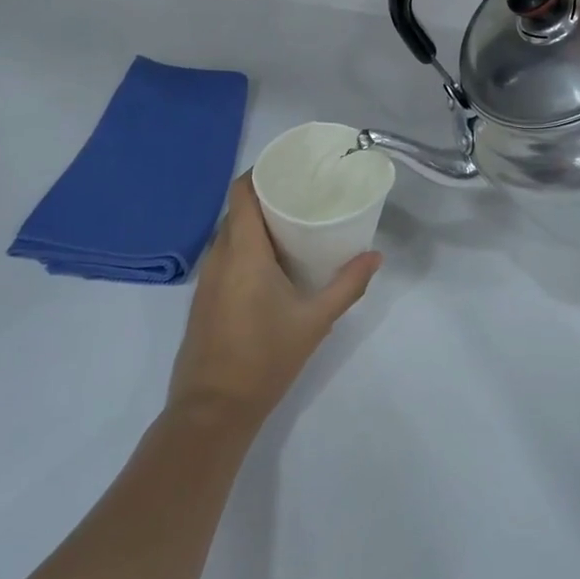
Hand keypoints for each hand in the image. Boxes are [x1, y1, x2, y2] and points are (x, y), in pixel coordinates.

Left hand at [169, 175, 381, 427]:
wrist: (212, 409)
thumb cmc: (265, 359)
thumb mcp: (315, 321)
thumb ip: (347, 285)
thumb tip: (376, 256)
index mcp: (243, 253)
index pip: (241, 193)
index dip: (261, 173)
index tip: (290, 168)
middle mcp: (219, 257)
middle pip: (236, 211)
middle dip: (265, 197)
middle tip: (302, 195)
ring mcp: (206, 279)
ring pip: (228, 234)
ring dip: (254, 223)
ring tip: (291, 223)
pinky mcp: (204, 298)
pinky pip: (224, 256)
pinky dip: (244, 247)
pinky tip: (271, 263)